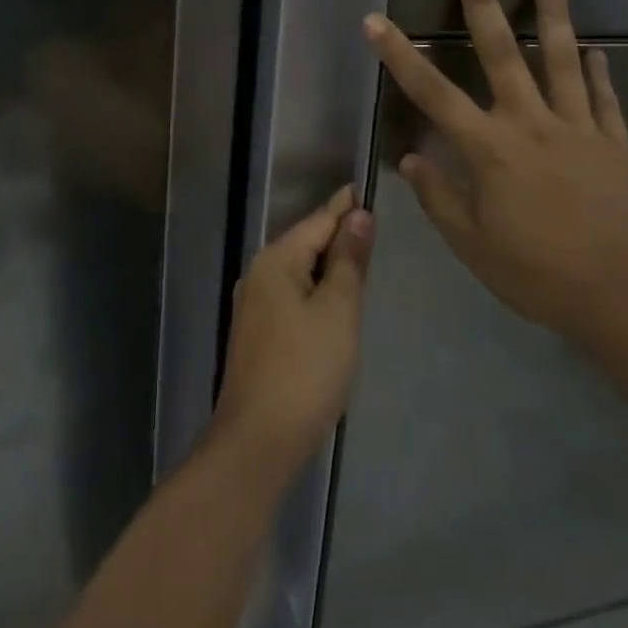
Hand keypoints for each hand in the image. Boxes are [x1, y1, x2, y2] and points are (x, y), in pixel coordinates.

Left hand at [211, 187, 373, 481]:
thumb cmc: (305, 369)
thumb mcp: (338, 310)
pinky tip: (334, 300)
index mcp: (276, 261)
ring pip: (299, 271)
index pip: (318, 221)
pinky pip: (293, 296)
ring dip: (328, 264)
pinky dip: (316, 290)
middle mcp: (259, 275)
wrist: (259, 440)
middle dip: (337, 233)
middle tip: (372, 222)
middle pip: (306, 243)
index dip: (344, 206)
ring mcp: (254, 306)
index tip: (365, 187)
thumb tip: (357, 215)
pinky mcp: (258, 334)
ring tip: (360, 255)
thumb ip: (349, 260)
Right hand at [362, 0, 627, 344]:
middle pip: (501, 53)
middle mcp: (531, 124)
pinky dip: (598, 72)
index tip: (376, 21)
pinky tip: (596, 51)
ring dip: (553, 15)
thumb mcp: (473, 246)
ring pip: (562, 60)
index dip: (401, 55)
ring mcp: (578, 128)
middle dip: (481, 2)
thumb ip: (439, 198)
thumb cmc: (539, 274)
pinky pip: (604, 98)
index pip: (433, 94)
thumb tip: (412, 159)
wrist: (627, 295)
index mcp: (489, 150)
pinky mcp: (615, 142)